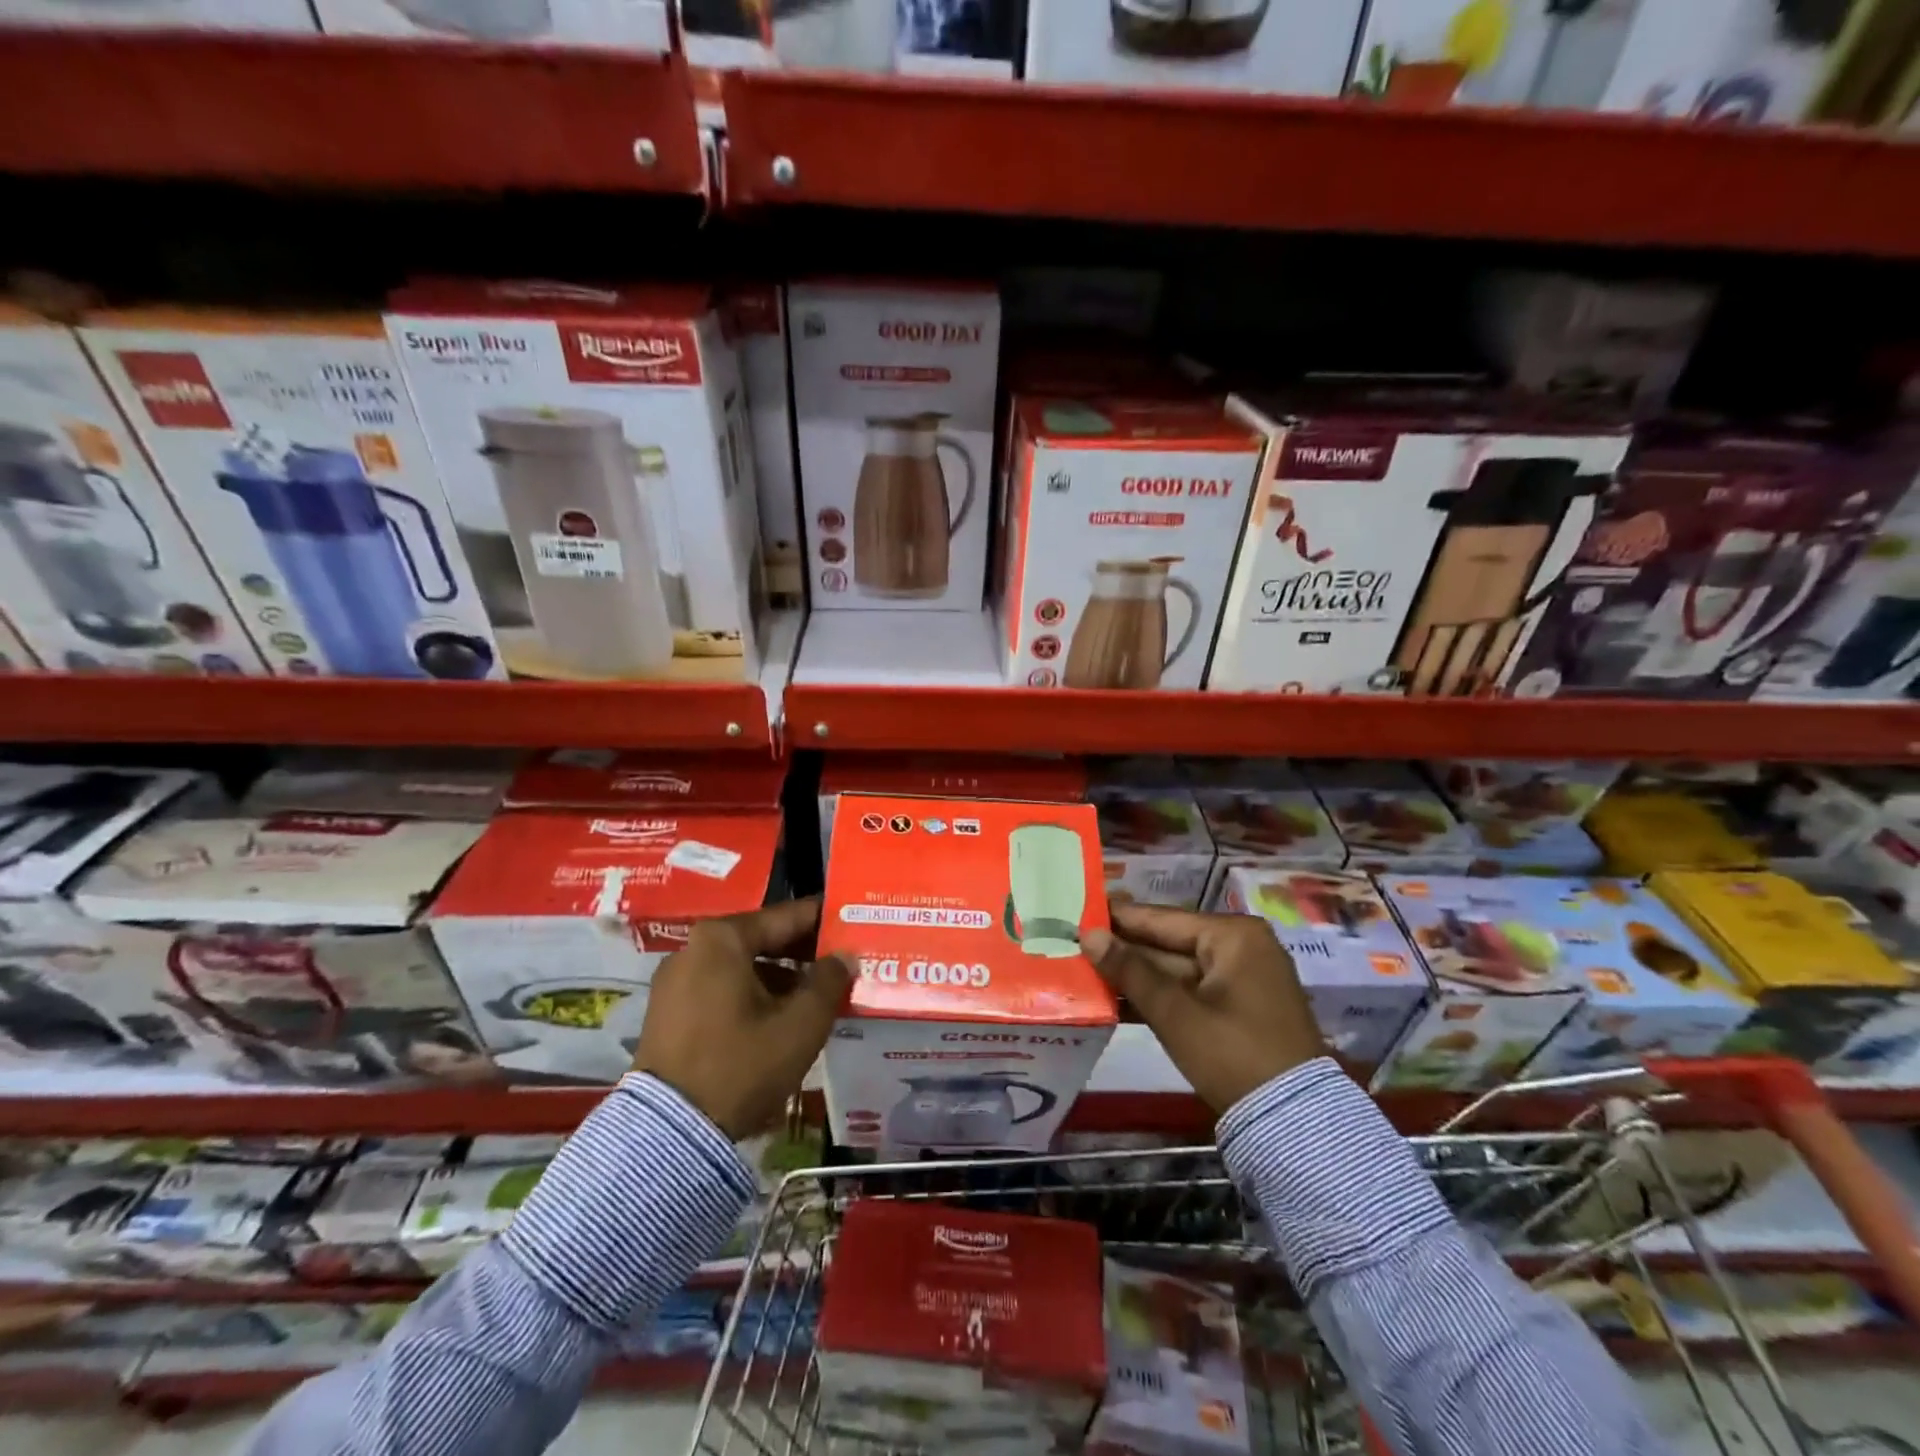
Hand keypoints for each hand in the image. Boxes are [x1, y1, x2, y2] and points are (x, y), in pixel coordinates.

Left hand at [632, 897, 849, 1139]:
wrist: (669, 1134)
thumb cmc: (741, 1065)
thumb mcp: (800, 1025)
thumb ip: (829, 982)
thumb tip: (845, 956)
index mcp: (722, 939)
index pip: (787, 916)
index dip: (825, 920)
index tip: (855, 921)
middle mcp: (693, 948)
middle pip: (762, 939)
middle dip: (803, 952)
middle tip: (842, 961)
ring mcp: (674, 981)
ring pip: (742, 966)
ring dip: (780, 977)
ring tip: (816, 995)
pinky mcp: (667, 1013)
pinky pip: (721, 988)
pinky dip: (752, 994)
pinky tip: (779, 1017)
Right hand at [1082, 902, 1324, 1113]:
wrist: (1294, 1123)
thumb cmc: (1233, 1054)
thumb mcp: (1175, 1012)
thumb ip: (1130, 970)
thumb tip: (1088, 935)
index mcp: (1233, 935)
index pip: (1162, 918)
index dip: (1118, 918)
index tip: (1079, 911)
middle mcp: (1242, 947)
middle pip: (1169, 943)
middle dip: (1124, 950)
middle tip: (1075, 944)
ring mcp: (1243, 979)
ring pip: (1177, 970)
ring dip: (1136, 976)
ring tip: (1085, 972)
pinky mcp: (1240, 1009)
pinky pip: (1190, 991)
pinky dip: (1159, 997)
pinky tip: (1116, 1001)